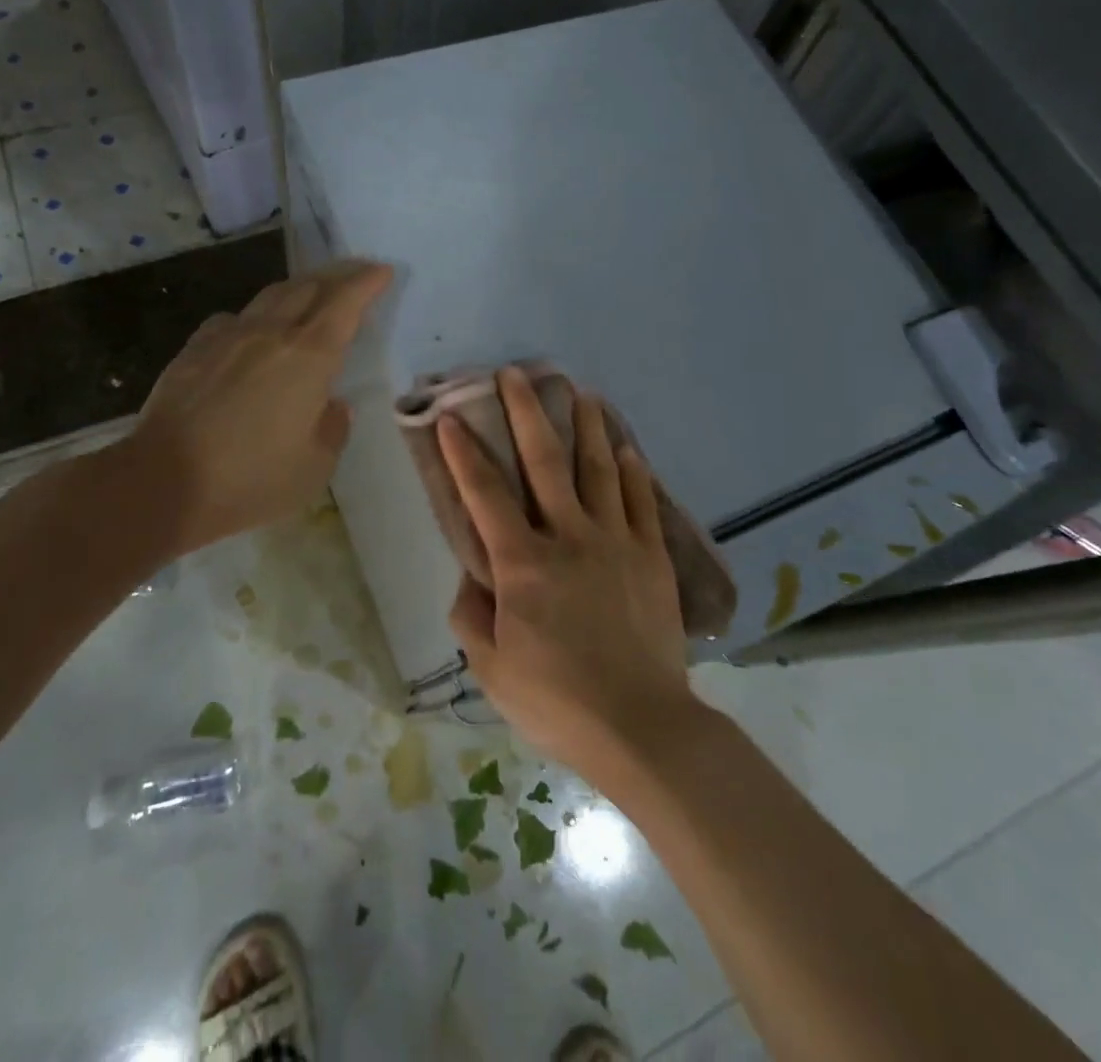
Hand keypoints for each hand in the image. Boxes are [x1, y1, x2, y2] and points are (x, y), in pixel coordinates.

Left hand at [121, 260, 391, 555]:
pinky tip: (251, 333)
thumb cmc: (251, 478)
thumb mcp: (315, 467)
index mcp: (309, 357)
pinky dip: (254, 317)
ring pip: (270, 296)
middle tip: (355, 274)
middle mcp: (271, 333)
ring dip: (298, 290)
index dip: (367, 283)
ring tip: (309, 296)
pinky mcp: (195, 349)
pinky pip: (233, 319)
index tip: (383, 271)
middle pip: (308, 287)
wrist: (163, 481)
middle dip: (337, 276)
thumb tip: (333, 406)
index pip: (345, 303)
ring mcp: (228, 337)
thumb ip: (333, 429)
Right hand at [440, 367, 699, 777]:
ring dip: (587, 427)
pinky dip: (631, 472)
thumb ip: (472, 615)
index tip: (449, 417)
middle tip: (518, 374)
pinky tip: (626, 449)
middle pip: (545, 462)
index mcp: (523, 565)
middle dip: (527, 413)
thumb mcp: (492, 668)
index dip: (463, 453)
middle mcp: (569, 538)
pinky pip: (640, 502)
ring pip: (599, 469)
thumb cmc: (557, 701)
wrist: (641, 726)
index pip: (485, 495)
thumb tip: (472, 575)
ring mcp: (615, 542)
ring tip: (580, 392)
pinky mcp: (651, 556)